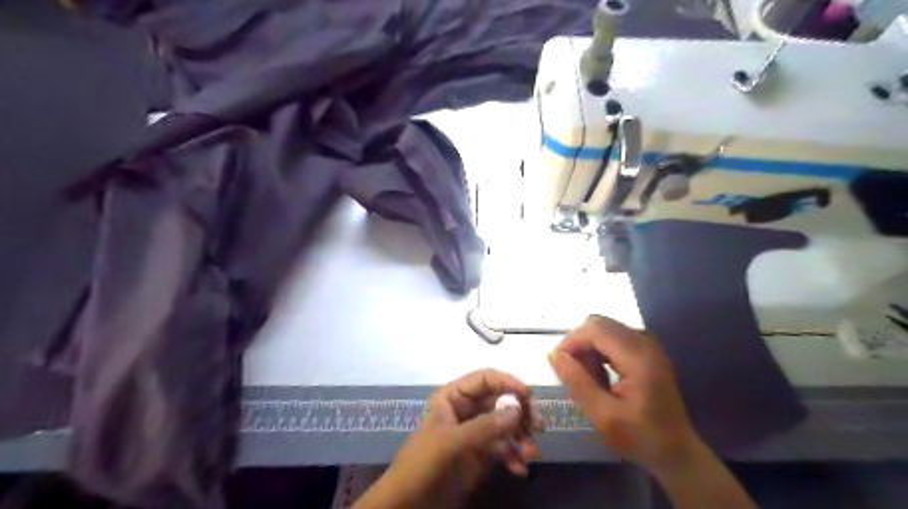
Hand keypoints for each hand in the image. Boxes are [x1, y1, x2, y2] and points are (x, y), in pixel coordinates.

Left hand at [352, 369, 537, 507]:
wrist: (408, 503)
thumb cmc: (422, 464)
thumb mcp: (451, 442)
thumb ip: (484, 426)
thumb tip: (518, 409)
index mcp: (454, 397)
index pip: (485, 379)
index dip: (508, 382)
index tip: (529, 395)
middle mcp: (467, 409)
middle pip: (501, 400)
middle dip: (521, 412)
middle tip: (538, 426)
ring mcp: (476, 431)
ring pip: (507, 424)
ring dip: (522, 437)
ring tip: (531, 454)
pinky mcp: (482, 454)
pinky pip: (505, 447)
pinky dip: (515, 456)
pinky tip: (520, 469)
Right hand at [546, 315, 699, 472]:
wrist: (677, 452)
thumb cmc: (640, 437)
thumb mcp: (603, 416)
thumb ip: (577, 382)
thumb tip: (553, 354)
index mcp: (638, 357)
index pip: (596, 328)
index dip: (571, 340)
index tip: (558, 364)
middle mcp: (645, 342)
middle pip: (599, 324)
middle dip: (579, 343)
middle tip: (572, 373)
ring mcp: (648, 345)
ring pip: (605, 329)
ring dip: (589, 348)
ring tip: (588, 378)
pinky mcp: (647, 351)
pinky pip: (614, 337)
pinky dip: (600, 350)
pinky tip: (601, 375)